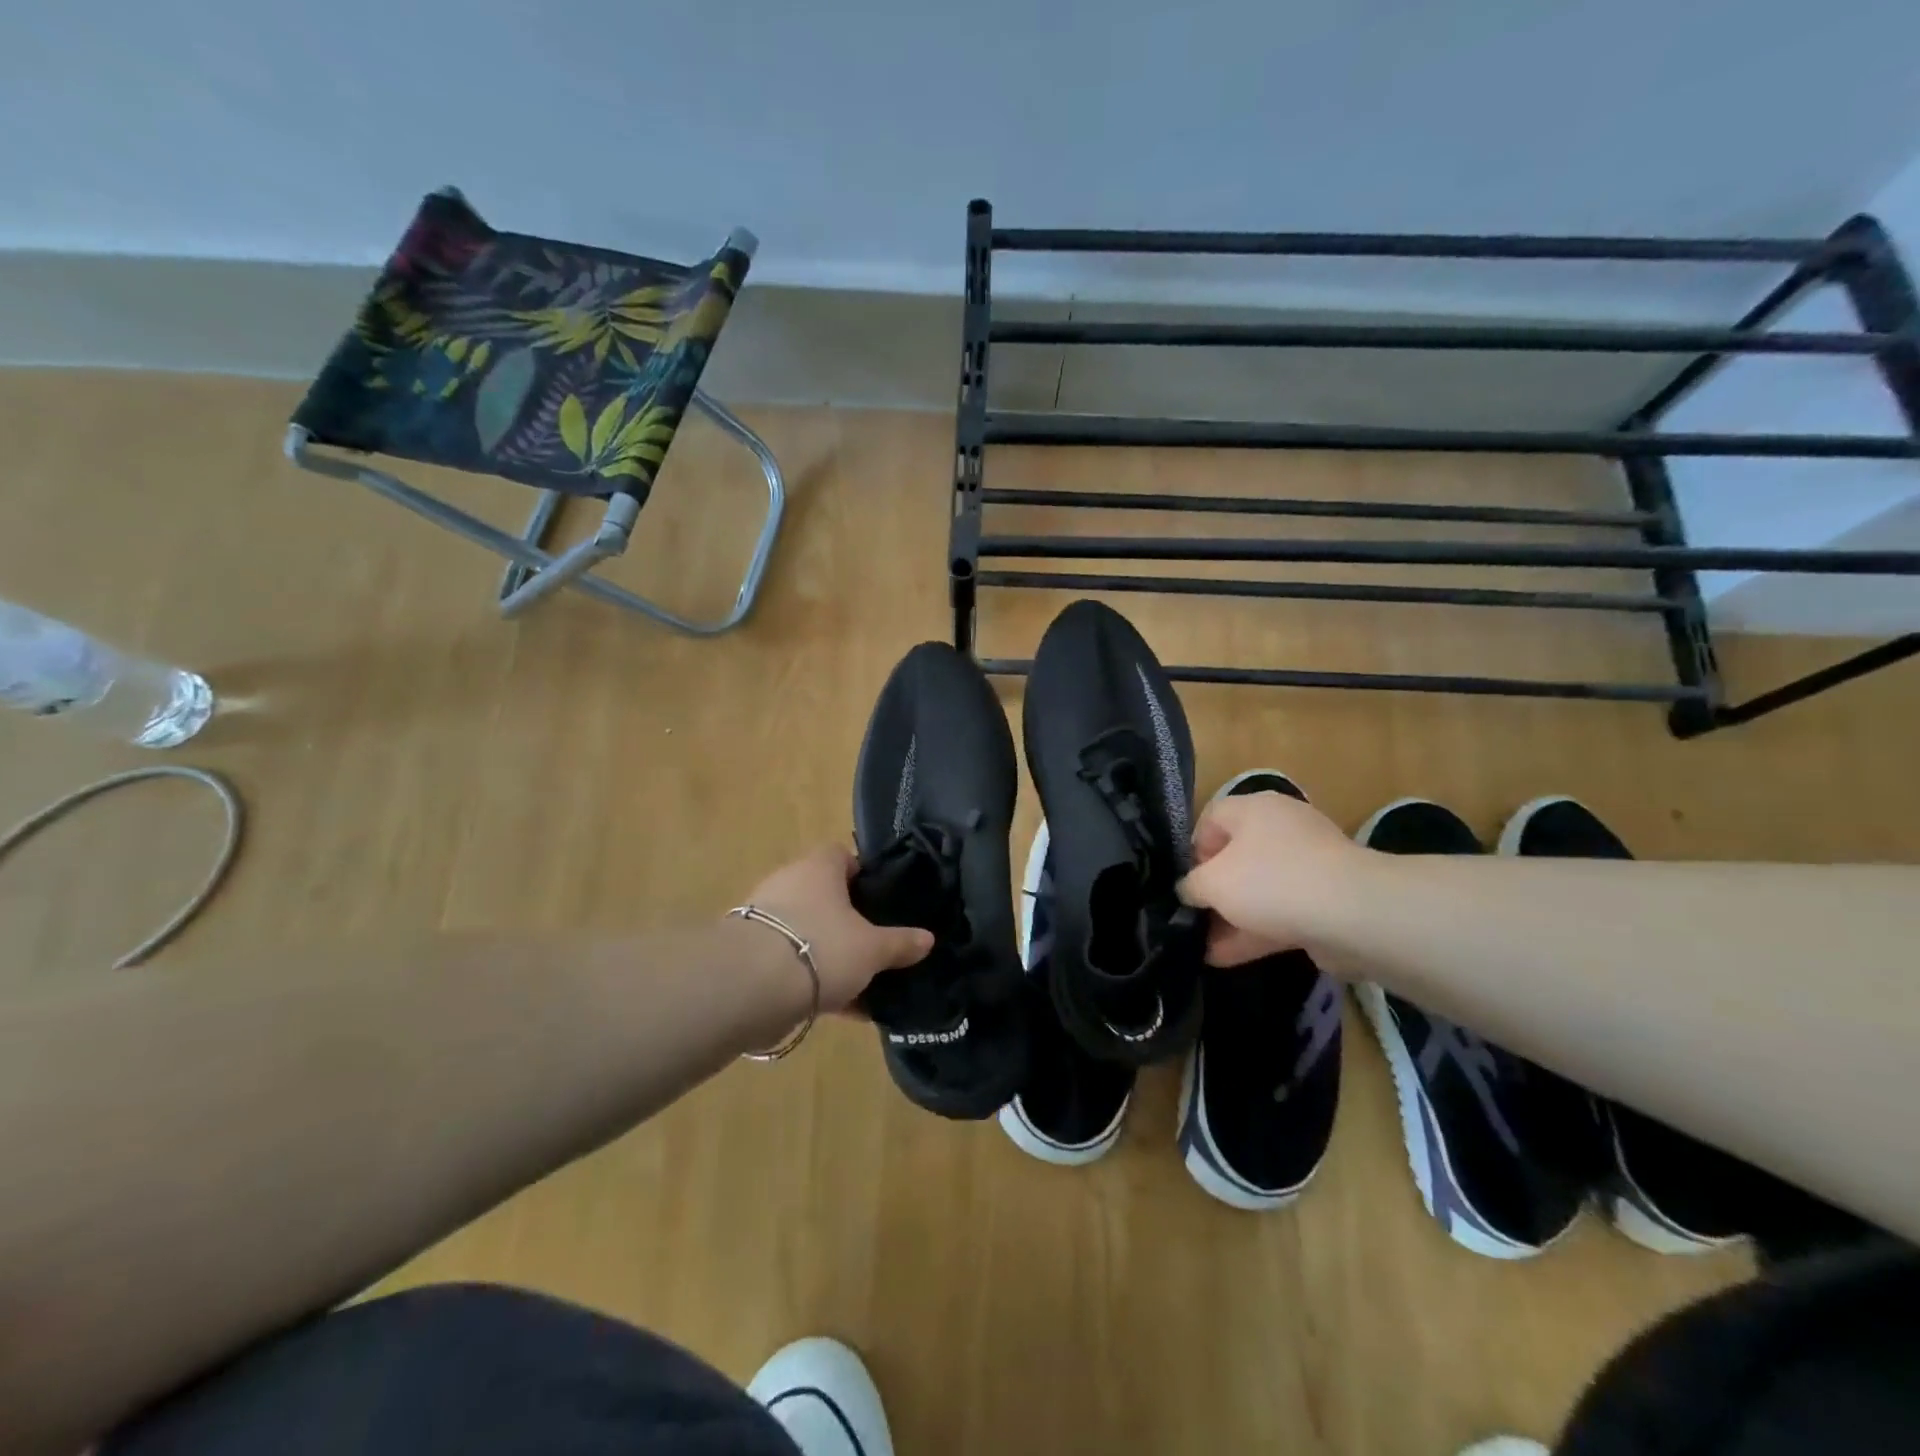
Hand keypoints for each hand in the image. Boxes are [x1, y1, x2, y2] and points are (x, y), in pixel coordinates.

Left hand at [742, 845, 934, 1011]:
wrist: (748, 988)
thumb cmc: (821, 948)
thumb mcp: (872, 949)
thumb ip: (900, 943)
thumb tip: (928, 939)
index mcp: (818, 868)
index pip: (842, 856)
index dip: (864, 875)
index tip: (882, 901)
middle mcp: (788, 883)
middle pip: (824, 897)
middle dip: (848, 922)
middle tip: (874, 945)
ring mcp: (764, 918)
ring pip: (808, 932)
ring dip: (830, 955)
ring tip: (860, 985)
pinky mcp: (748, 954)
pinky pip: (790, 962)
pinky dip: (812, 980)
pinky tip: (838, 1009)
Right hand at [1177, 792, 1368, 965]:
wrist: (1353, 915)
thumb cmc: (1270, 882)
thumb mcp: (1213, 882)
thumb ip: (1191, 886)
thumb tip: (1189, 891)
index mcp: (1255, 809)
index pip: (1211, 819)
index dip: (1192, 850)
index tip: (1186, 883)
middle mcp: (1282, 829)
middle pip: (1236, 856)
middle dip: (1213, 891)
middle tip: (1194, 917)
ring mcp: (1308, 865)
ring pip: (1259, 889)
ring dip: (1231, 918)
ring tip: (1203, 946)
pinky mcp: (1326, 900)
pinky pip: (1282, 913)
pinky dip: (1255, 932)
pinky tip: (1225, 958)